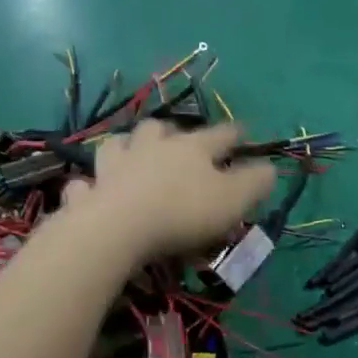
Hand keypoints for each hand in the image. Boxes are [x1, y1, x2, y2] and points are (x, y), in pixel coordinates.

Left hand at [63, 119, 275, 261]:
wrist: (119, 229)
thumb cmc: (183, 212)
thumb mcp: (234, 199)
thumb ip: (255, 182)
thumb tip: (270, 168)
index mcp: (191, 148)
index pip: (221, 134)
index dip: (236, 134)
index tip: (245, 134)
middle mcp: (151, 148)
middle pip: (161, 129)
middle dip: (172, 133)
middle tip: (178, 144)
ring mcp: (115, 167)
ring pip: (119, 145)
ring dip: (127, 148)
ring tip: (133, 158)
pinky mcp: (89, 192)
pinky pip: (87, 184)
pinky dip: (92, 186)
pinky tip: (95, 191)